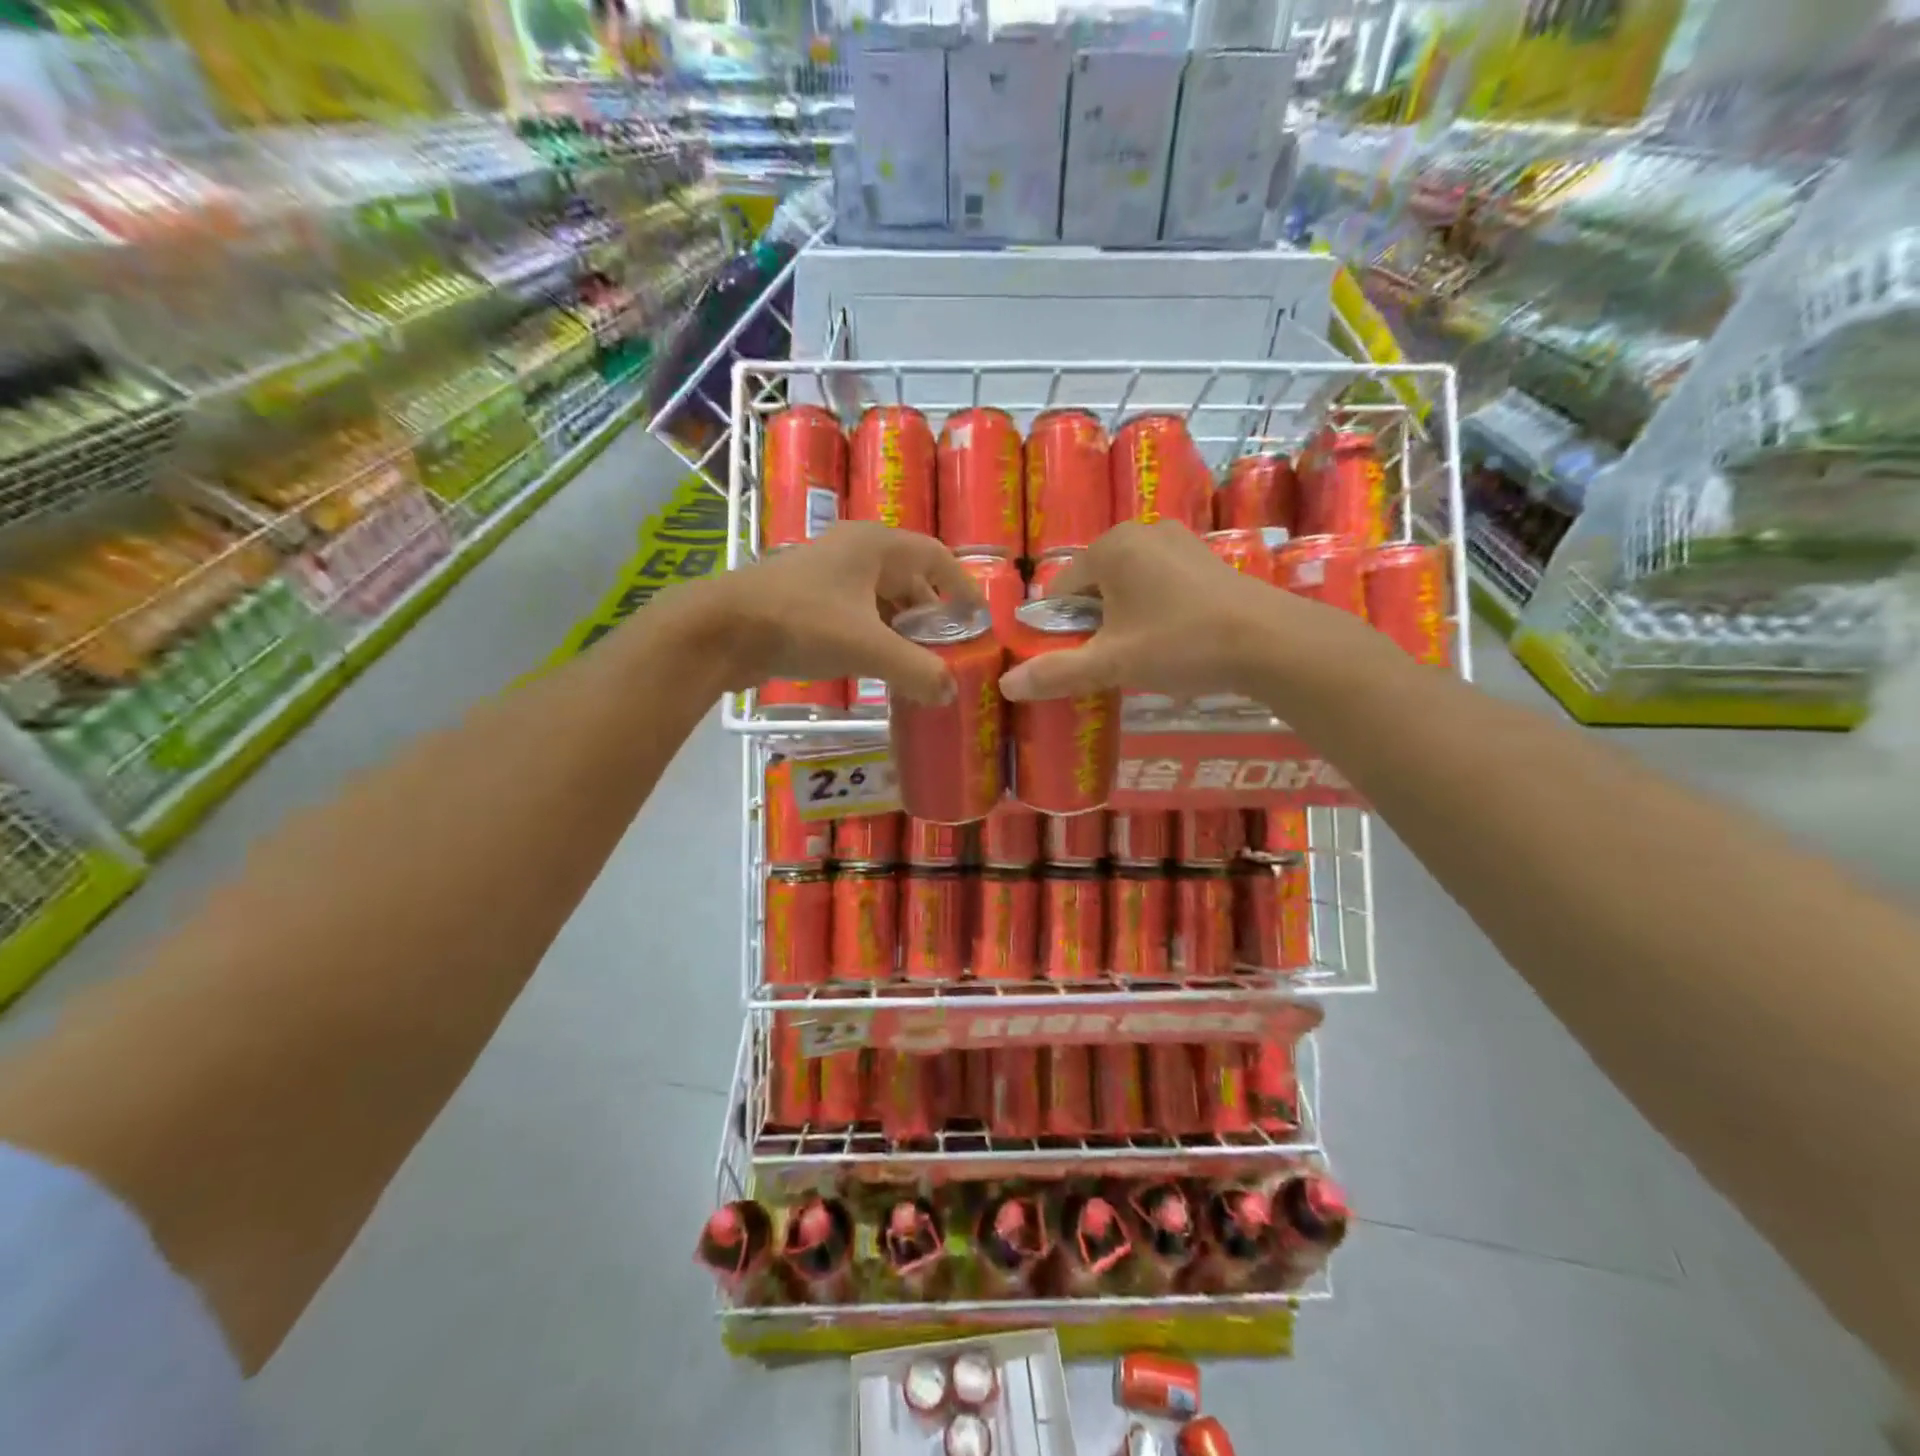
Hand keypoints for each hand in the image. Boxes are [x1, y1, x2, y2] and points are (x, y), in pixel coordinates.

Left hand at [706, 523, 978, 702]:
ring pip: (879, 598)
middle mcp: (853, 551)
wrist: (722, 629)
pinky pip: (855, 613)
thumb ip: (916, 670)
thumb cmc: (802, 622)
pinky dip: (874, 635)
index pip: (935, 556)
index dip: (961, 585)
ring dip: (901, 628)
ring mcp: (827, 574)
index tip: (978, 617)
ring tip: (918, 663)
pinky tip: (878, 665)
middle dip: (930, 614)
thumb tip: (950, 692)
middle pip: (908, 578)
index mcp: (875, 545)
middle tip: (948, 649)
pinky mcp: (806, 599)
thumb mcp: (868, 647)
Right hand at [999, 521, 1311, 702]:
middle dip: (1093, 623)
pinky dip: (1153, 609)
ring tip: (1141, 654)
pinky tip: (1172, 639)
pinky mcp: (1205, 558)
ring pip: (1128, 585)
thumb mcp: (1112, 663)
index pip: (1060, 590)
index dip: (1059, 629)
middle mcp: (1141, 531)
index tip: (1074, 660)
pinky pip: (1159, 583)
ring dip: (1123, 618)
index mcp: (1110, 547)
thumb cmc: (1181, 644)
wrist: (1271, 643)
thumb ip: (1056, 672)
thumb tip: (1006, 684)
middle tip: (1110, 661)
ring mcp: (1178, 540)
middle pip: (1094, 585)